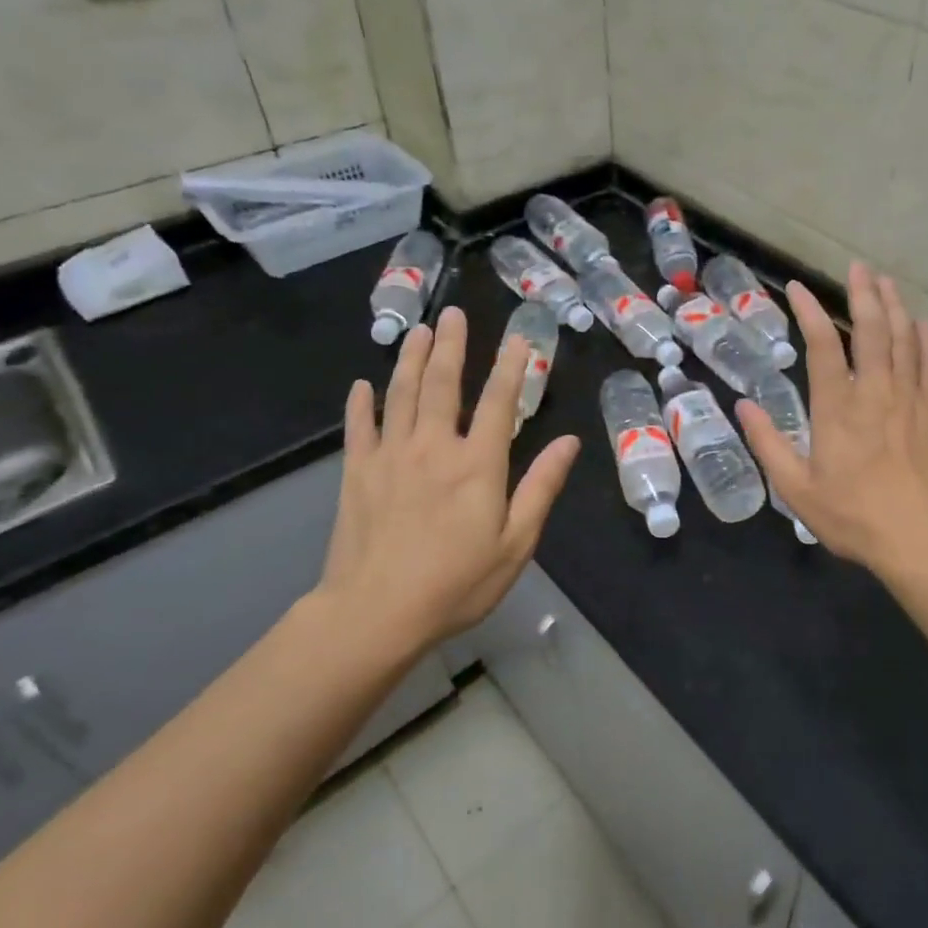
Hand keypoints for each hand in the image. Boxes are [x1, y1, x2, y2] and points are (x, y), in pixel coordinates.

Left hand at [313, 306, 579, 657]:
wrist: (376, 613)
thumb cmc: (457, 582)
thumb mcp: (516, 543)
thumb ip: (541, 488)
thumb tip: (569, 442)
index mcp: (478, 464)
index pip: (499, 402)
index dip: (512, 367)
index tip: (520, 338)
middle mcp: (434, 447)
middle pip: (443, 384)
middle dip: (453, 346)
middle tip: (454, 314)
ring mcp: (390, 456)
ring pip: (401, 395)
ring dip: (411, 360)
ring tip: (419, 331)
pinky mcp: (357, 474)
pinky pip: (359, 428)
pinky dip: (360, 404)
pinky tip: (361, 385)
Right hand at [735, 263, 927, 573]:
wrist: (920, 540)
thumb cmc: (853, 517)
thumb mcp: (796, 489)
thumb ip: (768, 444)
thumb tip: (743, 406)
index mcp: (837, 408)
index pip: (822, 345)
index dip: (809, 311)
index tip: (796, 288)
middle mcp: (875, 392)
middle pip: (871, 330)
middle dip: (863, 293)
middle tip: (857, 266)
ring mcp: (909, 400)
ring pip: (903, 340)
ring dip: (894, 306)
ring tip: (886, 281)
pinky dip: (926, 340)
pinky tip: (922, 323)